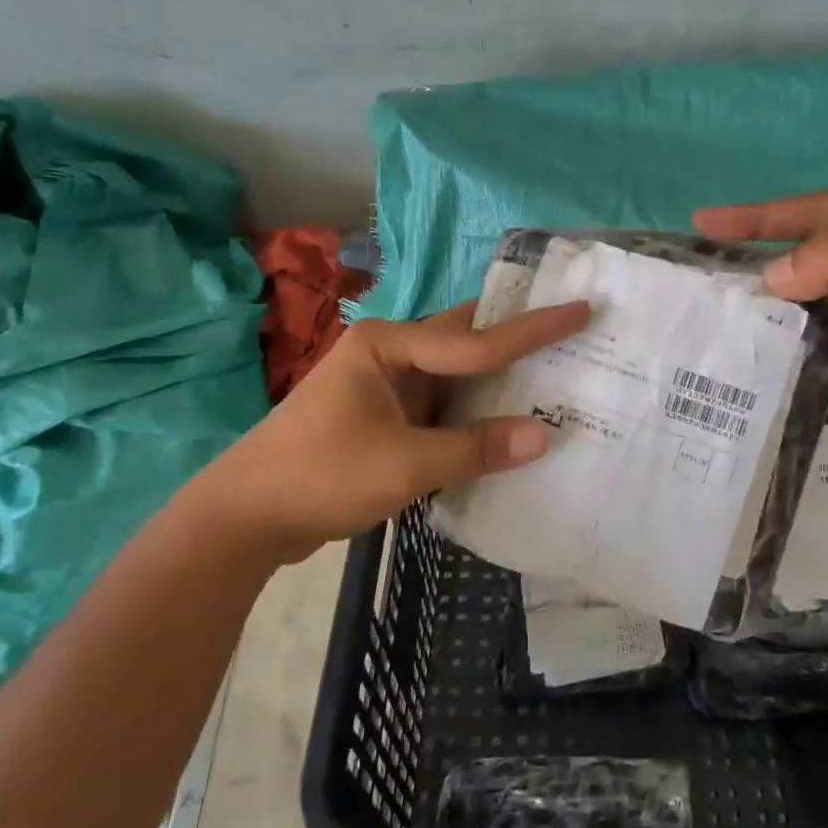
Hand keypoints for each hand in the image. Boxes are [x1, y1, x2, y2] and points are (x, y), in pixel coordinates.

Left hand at [192, 299, 589, 561]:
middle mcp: (389, 354)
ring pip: (456, 374)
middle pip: (465, 340)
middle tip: (574, 330)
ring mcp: (386, 385)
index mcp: (388, 345)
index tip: (581, 309)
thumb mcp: (405, 464)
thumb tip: (544, 436)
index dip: (533, 330)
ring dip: (499, 379)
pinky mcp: (386, 416)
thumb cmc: (320, 476)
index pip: (475, 339)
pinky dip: (476, 412)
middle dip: (517, 337)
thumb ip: (476, 448)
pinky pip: (443, 404)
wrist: (246, 517)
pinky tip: (510, 420)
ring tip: (557, 373)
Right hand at [694, 184, 827, 424]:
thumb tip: (772, 274)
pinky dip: (809, 327)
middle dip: (765, 261)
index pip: (807, 210)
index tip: (701, 222)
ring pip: (817, 283)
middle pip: (808, 244)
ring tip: (736, 313)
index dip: (752, 218)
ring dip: (785, 301)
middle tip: (712, 274)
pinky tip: (780, 342)